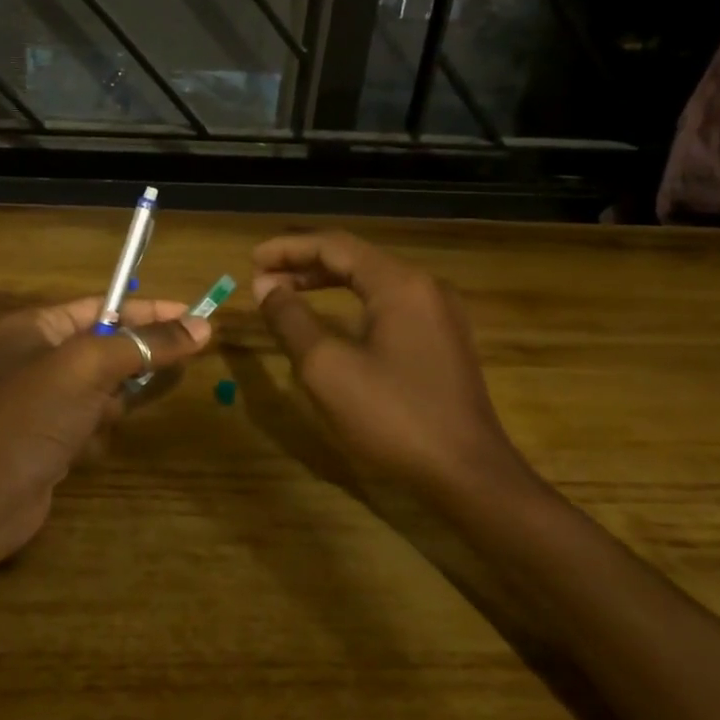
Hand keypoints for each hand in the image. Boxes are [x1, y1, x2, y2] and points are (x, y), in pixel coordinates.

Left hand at [0, 296, 211, 569]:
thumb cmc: (30, 415)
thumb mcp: (89, 367)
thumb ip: (145, 344)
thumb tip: (201, 324)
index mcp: (36, 328)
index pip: (102, 307)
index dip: (149, 310)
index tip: (195, 315)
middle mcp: (37, 360)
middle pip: (106, 349)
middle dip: (138, 357)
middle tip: (185, 361)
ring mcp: (42, 403)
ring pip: (102, 390)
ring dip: (116, 400)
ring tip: (121, 410)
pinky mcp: (49, 442)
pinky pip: (90, 424)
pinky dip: (97, 432)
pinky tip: (86, 448)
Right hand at [252, 231, 524, 499]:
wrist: (467, 472)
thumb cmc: (392, 417)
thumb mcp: (327, 368)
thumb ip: (291, 320)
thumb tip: (266, 286)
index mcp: (400, 284)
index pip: (335, 246)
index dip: (289, 249)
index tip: (252, 260)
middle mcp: (425, 288)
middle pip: (356, 259)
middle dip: (306, 264)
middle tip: (264, 277)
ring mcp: (440, 314)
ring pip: (374, 283)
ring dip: (328, 283)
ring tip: (289, 292)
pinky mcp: (443, 341)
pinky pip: (390, 306)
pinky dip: (353, 305)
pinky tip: (332, 323)